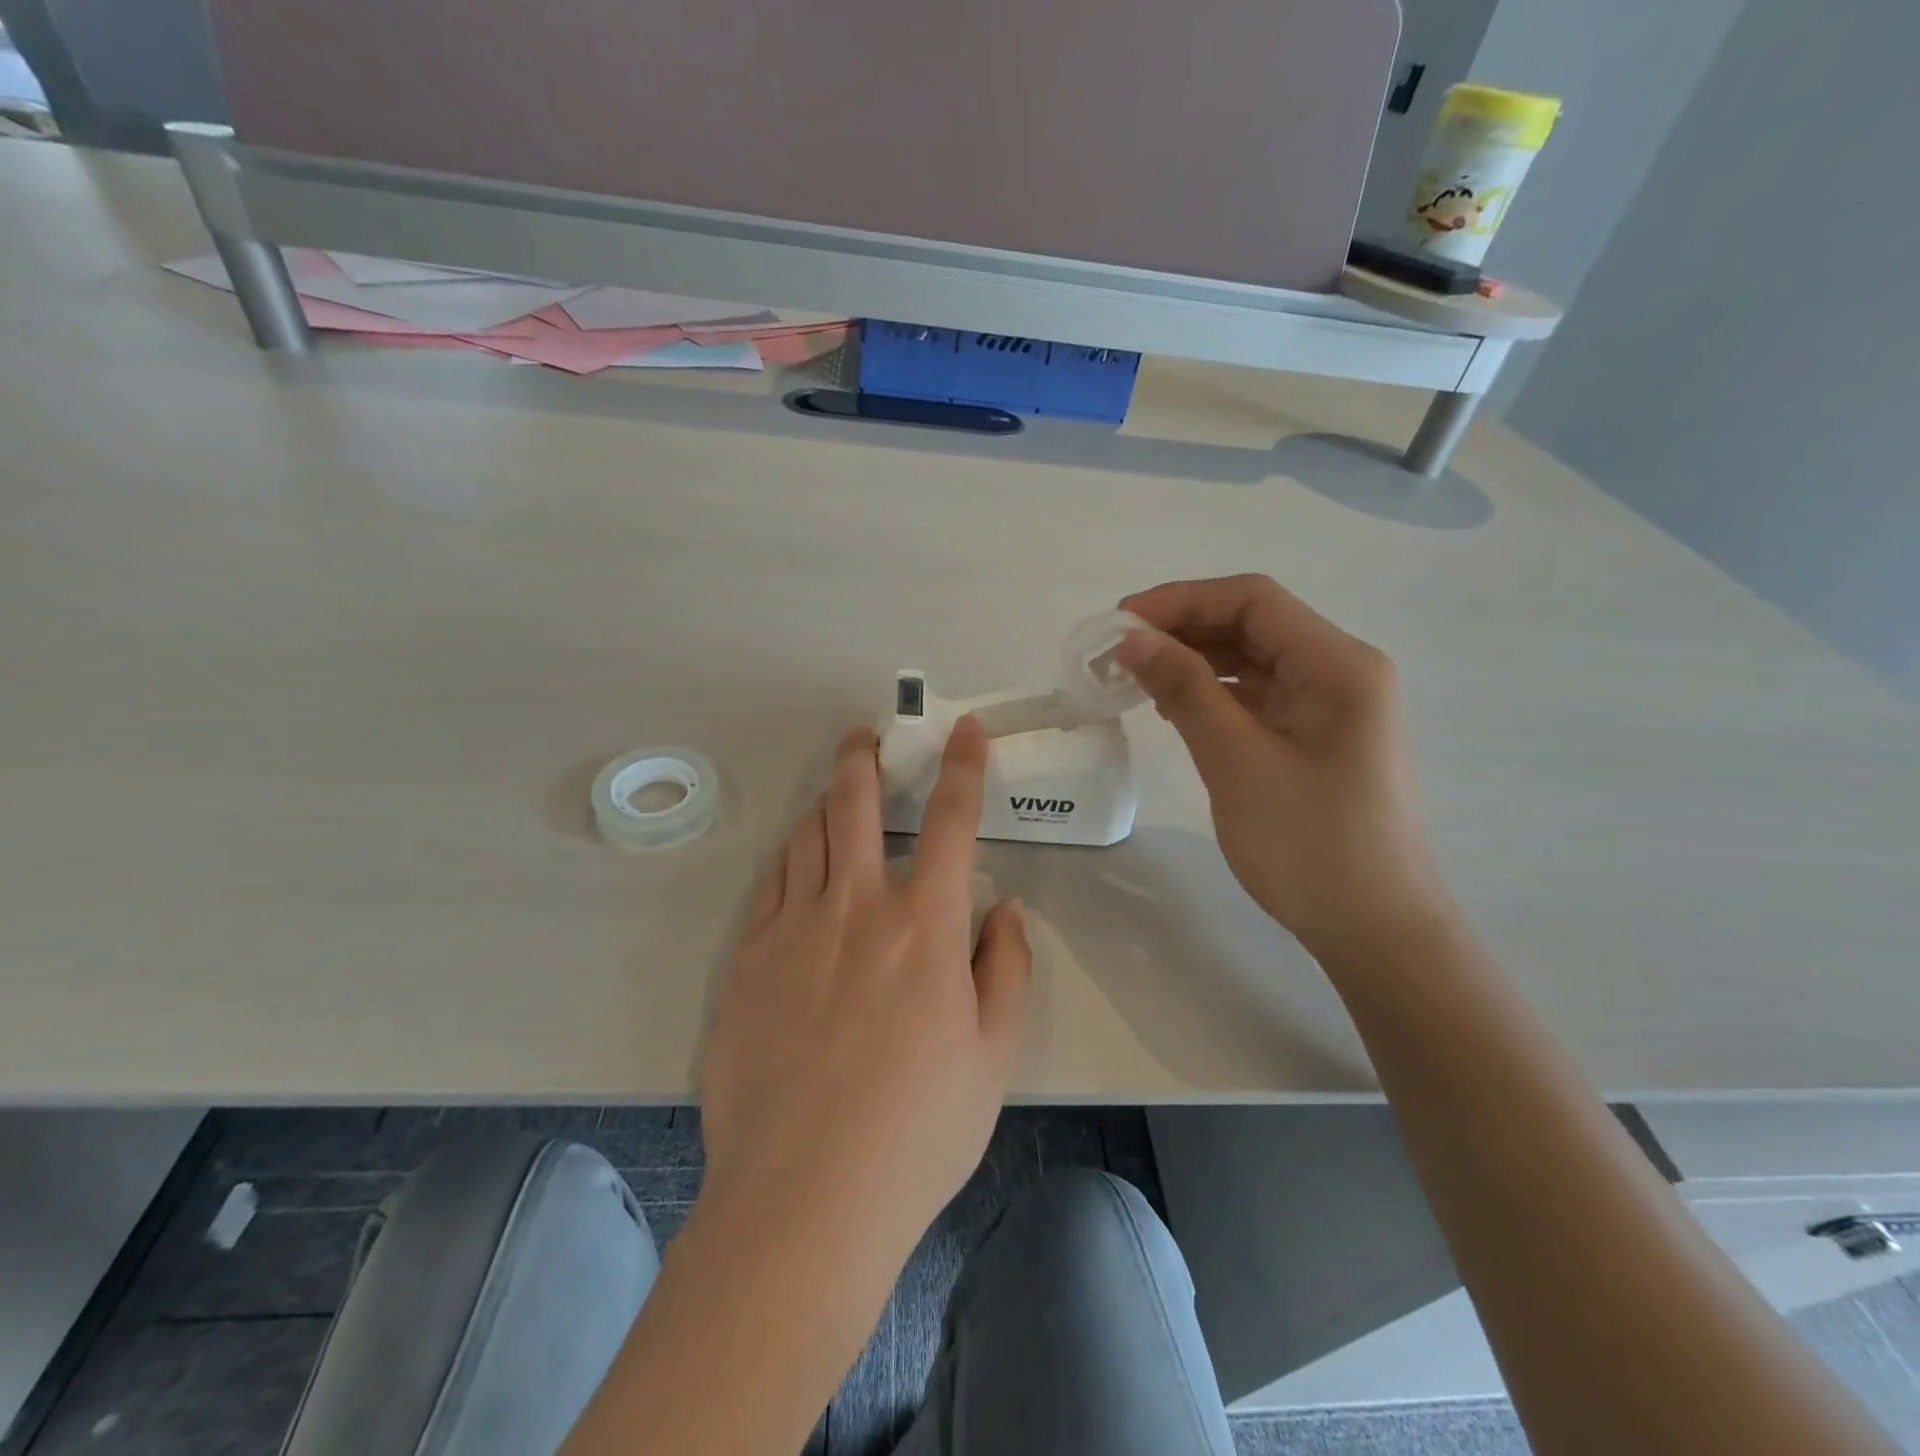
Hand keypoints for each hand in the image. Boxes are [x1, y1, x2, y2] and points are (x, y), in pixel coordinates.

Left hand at [697, 719, 1029, 1258]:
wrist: (803, 1199)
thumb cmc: (917, 1130)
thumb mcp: (993, 1056)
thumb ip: (1006, 968)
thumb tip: (1005, 910)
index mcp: (924, 925)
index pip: (953, 819)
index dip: (965, 765)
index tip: (966, 729)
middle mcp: (856, 906)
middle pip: (855, 803)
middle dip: (863, 758)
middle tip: (864, 738)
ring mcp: (792, 928)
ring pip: (806, 835)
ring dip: (825, 804)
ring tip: (835, 798)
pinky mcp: (746, 959)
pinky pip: (770, 884)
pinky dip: (790, 859)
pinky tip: (797, 867)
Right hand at [1117, 575, 1448, 957]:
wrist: (1376, 931)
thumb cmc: (1310, 845)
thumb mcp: (1237, 761)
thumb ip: (1185, 690)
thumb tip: (1133, 639)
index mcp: (1338, 665)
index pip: (1253, 600)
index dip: (1181, 600)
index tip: (1120, 623)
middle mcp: (1342, 671)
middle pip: (1254, 624)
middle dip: (1184, 629)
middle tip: (1118, 653)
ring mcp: (1333, 706)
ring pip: (1254, 660)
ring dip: (1196, 660)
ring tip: (1136, 678)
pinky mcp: (1319, 737)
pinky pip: (1261, 696)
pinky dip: (1215, 693)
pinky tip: (1174, 706)